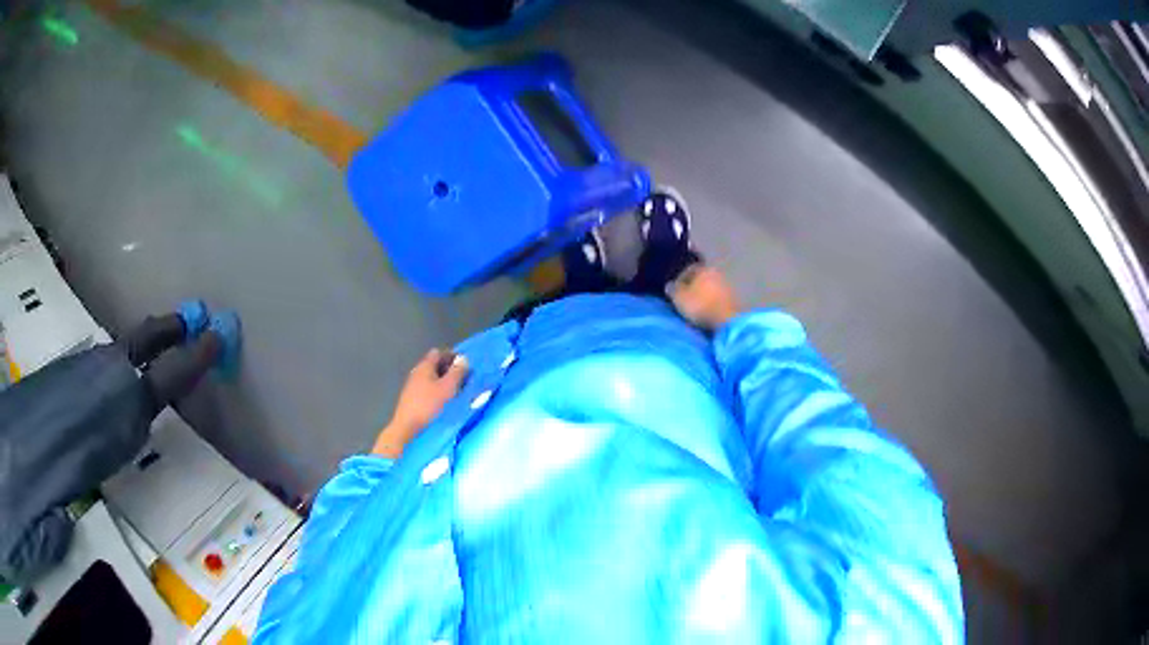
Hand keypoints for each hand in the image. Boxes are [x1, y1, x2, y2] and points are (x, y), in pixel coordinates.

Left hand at [372, 349, 468, 457]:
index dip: (452, 356)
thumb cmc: (429, 405)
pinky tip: (445, 403)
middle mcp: (417, 373)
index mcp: (424, 366)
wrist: (407, 428)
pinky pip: (428, 390)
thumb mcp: (448, 387)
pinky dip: (438, 393)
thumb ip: (457, 372)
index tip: (465, 365)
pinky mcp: (412, 400)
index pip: (439, 353)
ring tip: (457, 393)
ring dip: (445, 383)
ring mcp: (413, 387)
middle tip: (464, 380)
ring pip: (432, 379)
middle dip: (450, 371)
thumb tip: (463, 359)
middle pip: (435, 366)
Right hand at [668, 263, 740, 330]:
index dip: (679, 280)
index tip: (675, 291)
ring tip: (695, 307)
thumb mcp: (679, 298)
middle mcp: (716, 272)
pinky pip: (717, 298)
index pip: (688, 270)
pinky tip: (707, 311)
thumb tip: (670, 286)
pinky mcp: (733, 299)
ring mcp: (727, 286)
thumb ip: (673, 290)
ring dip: (703, 295)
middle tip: (685, 299)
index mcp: (703, 268)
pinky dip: (711, 303)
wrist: (726, 320)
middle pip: (701, 278)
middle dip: (693, 287)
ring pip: (710, 288)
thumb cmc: (700, 305)